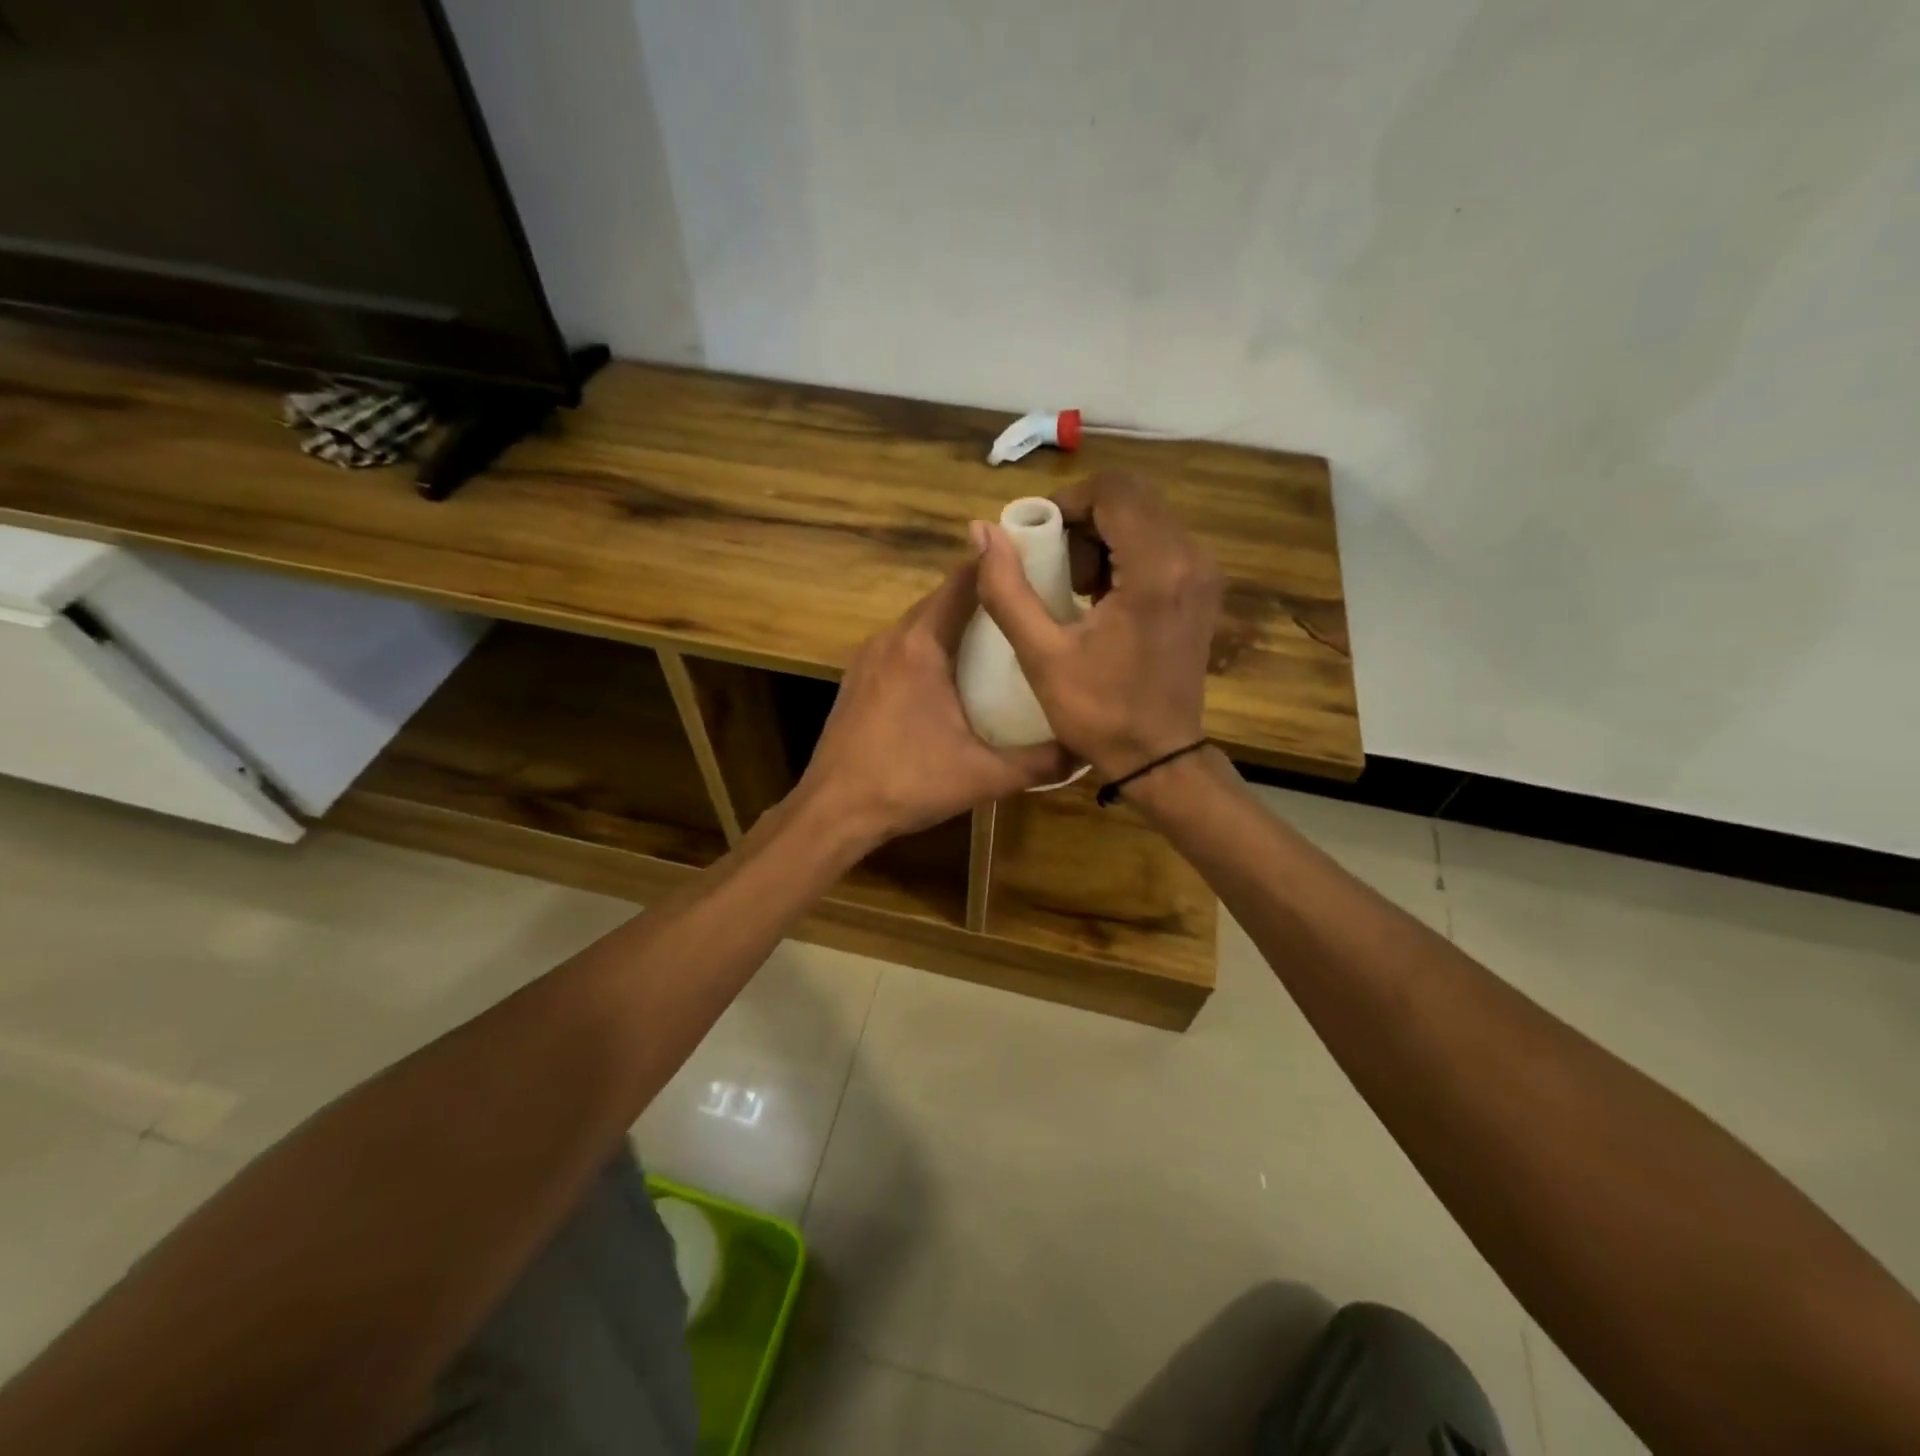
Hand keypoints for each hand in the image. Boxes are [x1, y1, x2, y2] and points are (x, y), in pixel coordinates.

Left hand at [798, 563, 1075, 842]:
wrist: (833, 811)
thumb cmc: (907, 783)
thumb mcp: (983, 776)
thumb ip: (1039, 762)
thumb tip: (1086, 750)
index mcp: (921, 645)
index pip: (962, 581)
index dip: (998, 566)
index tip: (1037, 565)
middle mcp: (890, 639)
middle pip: (941, 599)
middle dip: (983, 597)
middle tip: (1028, 608)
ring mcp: (867, 658)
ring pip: (919, 623)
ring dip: (955, 623)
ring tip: (999, 638)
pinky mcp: (857, 679)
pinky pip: (901, 646)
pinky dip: (930, 645)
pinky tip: (953, 673)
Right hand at [972, 472, 1221, 781]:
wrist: (1159, 757)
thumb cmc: (1099, 712)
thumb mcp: (1041, 655)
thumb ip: (1007, 589)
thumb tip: (981, 532)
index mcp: (1156, 569)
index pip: (1113, 490)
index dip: (1067, 503)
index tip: (1037, 539)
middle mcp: (1190, 558)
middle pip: (1131, 499)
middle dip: (1083, 521)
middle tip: (1052, 566)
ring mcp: (1203, 574)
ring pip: (1145, 518)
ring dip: (1102, 538)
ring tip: (1073, 588)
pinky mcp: (1202, 590)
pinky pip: (1159, 544)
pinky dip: (1124, 555)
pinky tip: (1100, 598)